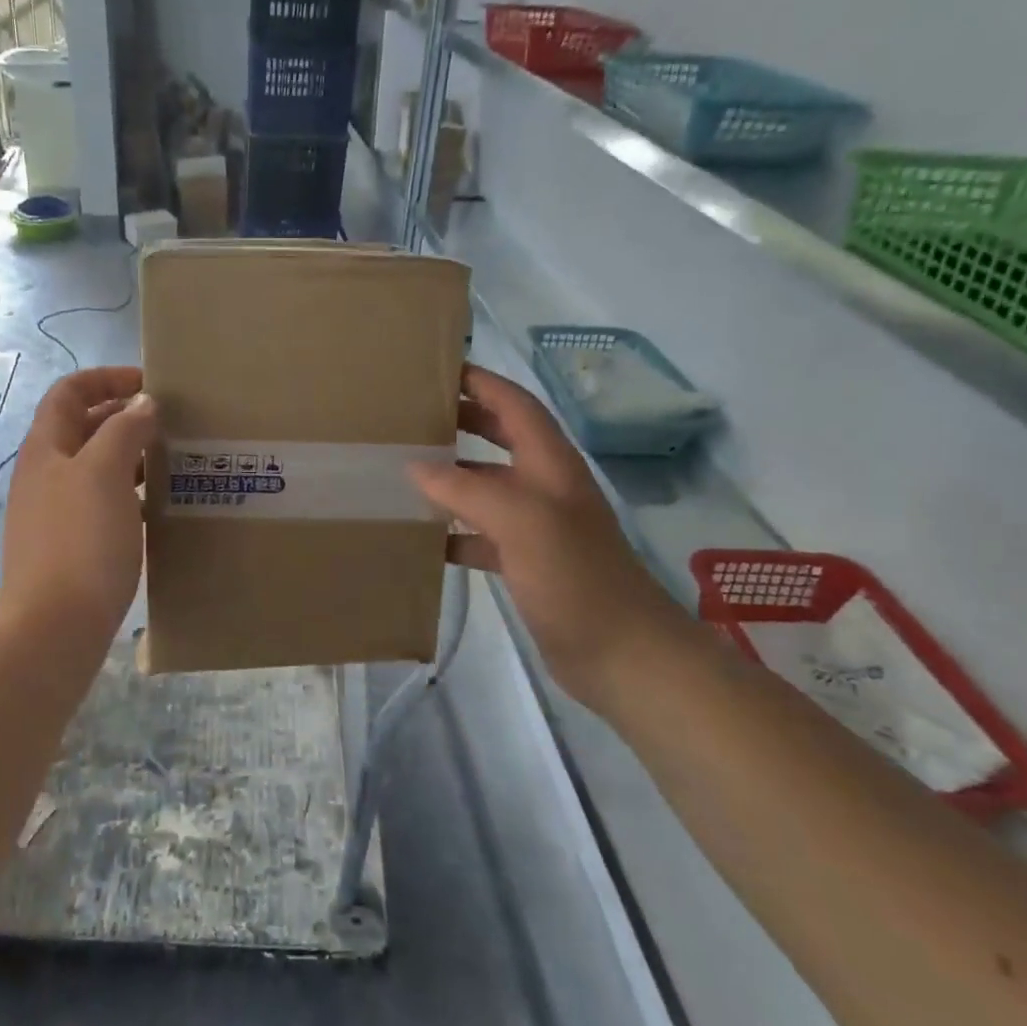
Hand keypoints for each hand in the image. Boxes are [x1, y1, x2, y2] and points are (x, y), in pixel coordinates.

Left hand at [0, 367, 157, 649]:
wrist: (54, 627)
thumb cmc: (81, 539)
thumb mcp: (106, 472)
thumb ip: (124, 429)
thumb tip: (142, 403)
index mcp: (47, 448)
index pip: (69, 392)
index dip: (106, 378)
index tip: (150, 384)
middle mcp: (45, 474)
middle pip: (82, 427)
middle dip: (123, 416)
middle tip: (170, 422)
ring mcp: (55, 512)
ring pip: (95, 467)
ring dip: (130, 455)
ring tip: (171, 460)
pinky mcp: (70, 545)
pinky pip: (101, 502)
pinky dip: (128, 492)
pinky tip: (155, 506)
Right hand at [413, 365, 687, 709]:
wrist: (622, 655)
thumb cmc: (576, 577)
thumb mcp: (521, 521)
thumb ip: (467, 489)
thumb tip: (416, 467)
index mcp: (551, 464)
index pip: (515, 404)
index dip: (481, 382)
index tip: (436, 370)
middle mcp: (544, 486)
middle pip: (500, 436)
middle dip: (462, 420)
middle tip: (411, 415)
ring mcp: (536, 525)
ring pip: (486, 485)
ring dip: (451, 474)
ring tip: (404, 468)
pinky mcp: (526, 561)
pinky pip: (481, 532)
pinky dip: (453, 528)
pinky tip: (422, 535)